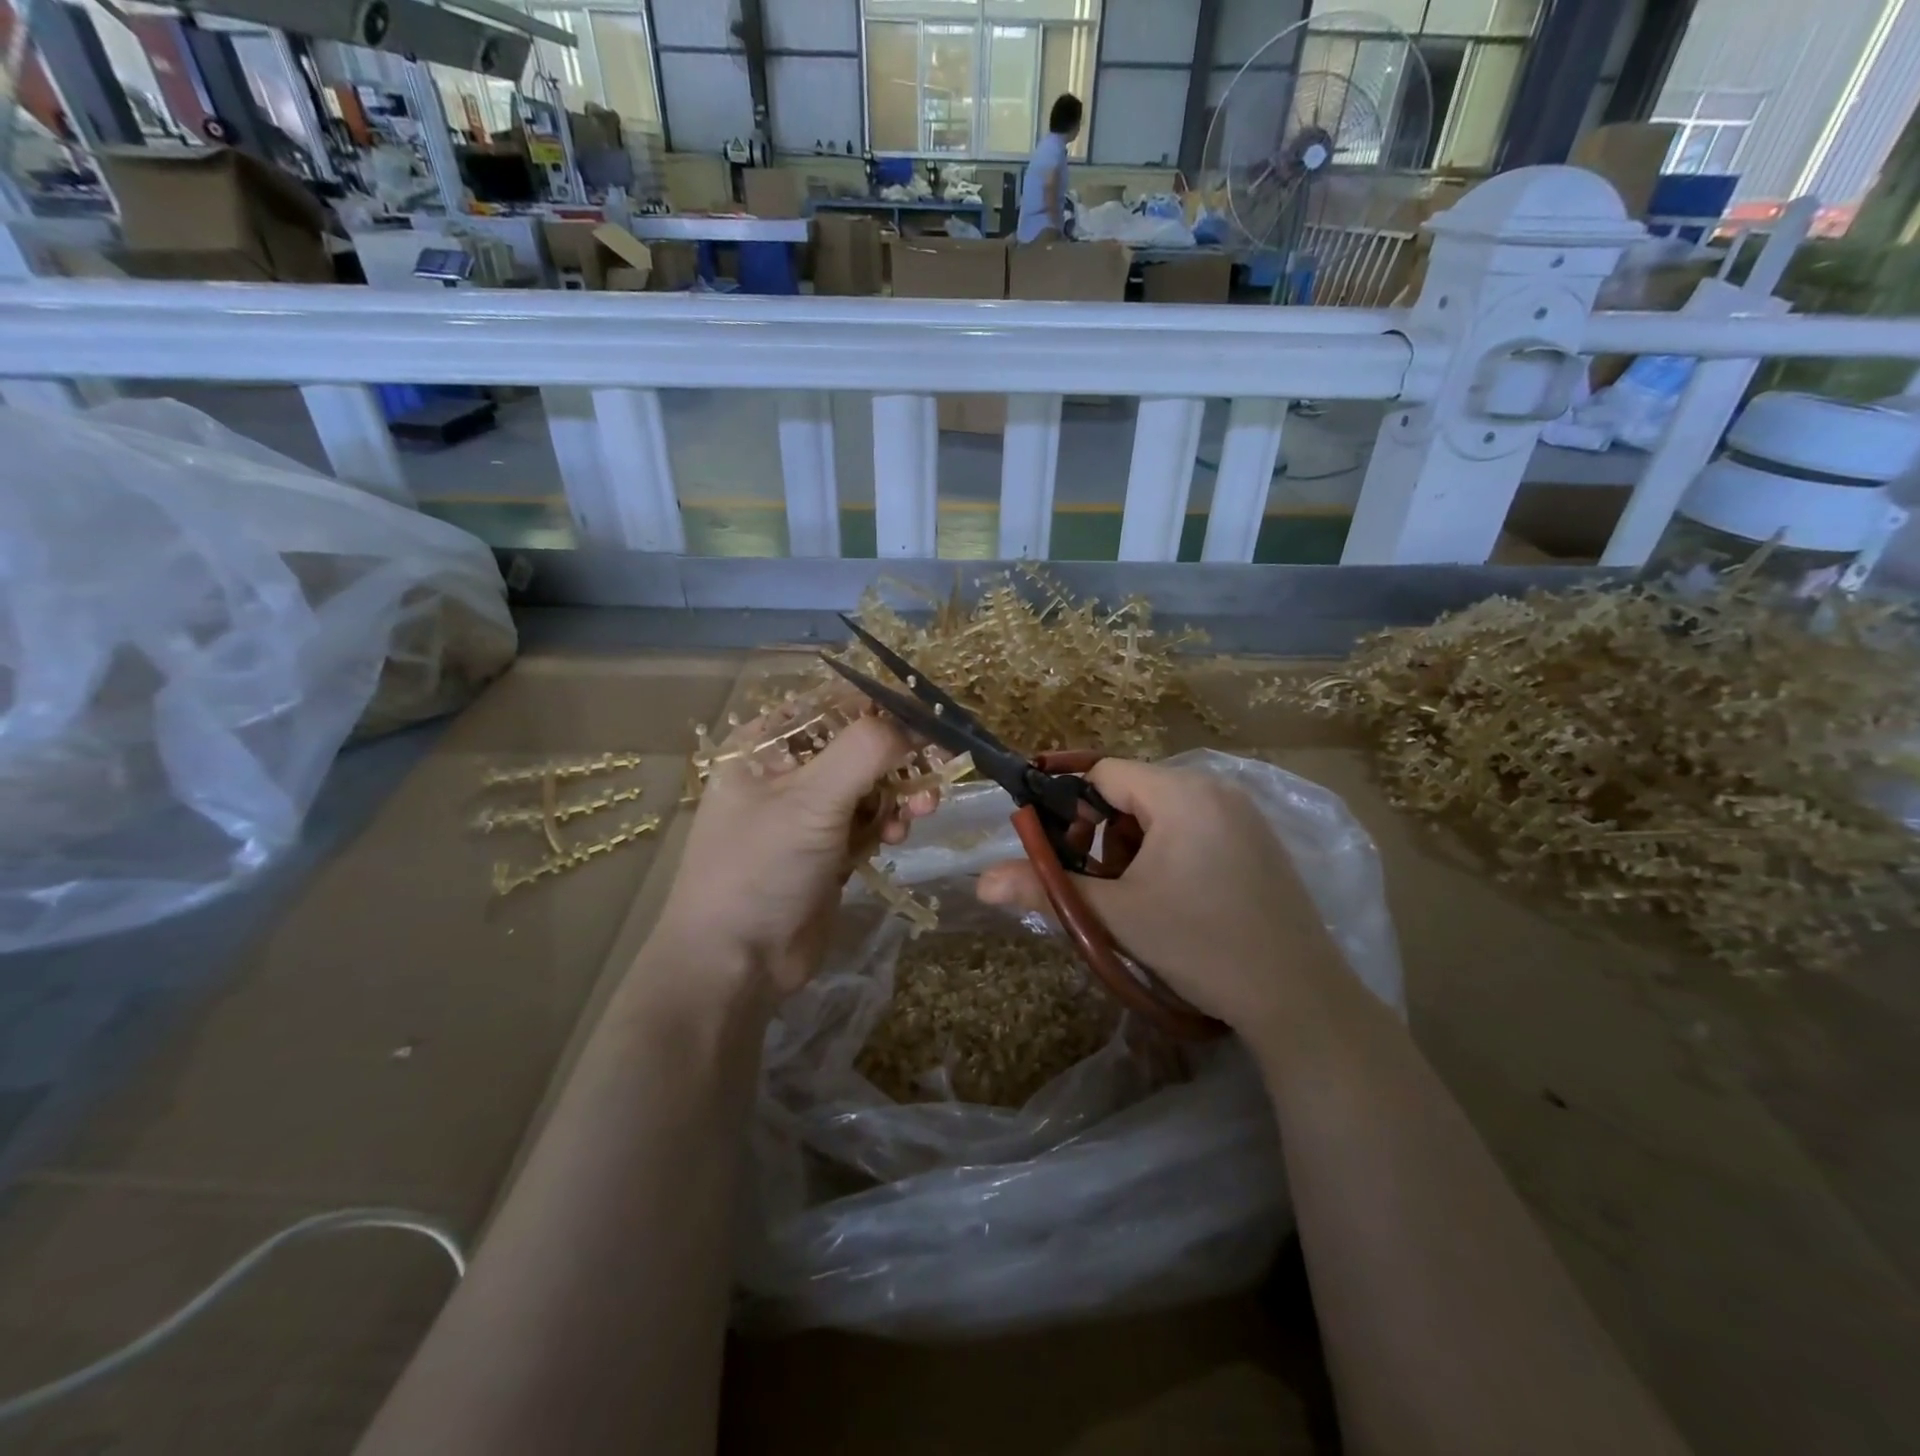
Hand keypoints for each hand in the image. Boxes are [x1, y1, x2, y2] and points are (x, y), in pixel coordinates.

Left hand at [653, 708, 936, 1000]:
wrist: (737, 963)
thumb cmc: (761, 868)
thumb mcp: (811, 800)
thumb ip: (866, 750)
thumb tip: (915, 722)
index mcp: (765, 745)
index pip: (833, 706)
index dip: (883, 709)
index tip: (929, 720)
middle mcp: (786, 772)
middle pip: (858, 746)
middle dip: (899, 759)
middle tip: (935, 771)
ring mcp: (807, 813)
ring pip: (870, 785)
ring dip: (899, 795)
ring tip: (919, 813)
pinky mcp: (827, 849)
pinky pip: (869, 821)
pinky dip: (887, 825)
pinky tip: (894, 840)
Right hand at [977, 759, 1339, 1032]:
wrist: (1299, 1000)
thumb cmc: (1201, 944)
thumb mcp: (1116, 915)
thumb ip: (1047, 888)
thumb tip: (981, 882)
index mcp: (1181, 792)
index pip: (1102, 774)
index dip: (1068, 809)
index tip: (1058, 855)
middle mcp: (1216, 788)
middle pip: (1132, 793)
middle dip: (1101, 836)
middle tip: (1099, 886)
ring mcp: (1244, 815)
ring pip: (1162, 814)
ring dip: (1132, 849)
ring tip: (1135, 900)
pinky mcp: (1258, 843)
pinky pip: (1194, 829)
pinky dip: (1168, 855)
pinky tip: (1175, 902)